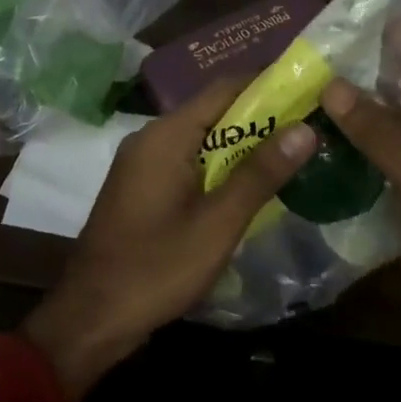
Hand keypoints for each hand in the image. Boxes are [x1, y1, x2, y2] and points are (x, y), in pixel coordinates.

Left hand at [21, 80, 314, 400]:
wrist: (91, 317)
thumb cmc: (156, 267)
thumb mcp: (218, 223)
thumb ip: (260, 174)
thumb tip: (305, 129)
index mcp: (166, 135)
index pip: (224, 88)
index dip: (267, 84)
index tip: (308, 89)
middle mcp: (151, 137)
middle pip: (212, 111)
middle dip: (260, 116)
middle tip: (309, 125)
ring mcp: (142, 162)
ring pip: (200, 138)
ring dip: (241, 143)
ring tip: (290, 151)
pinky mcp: (141, 186)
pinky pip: (187, 160)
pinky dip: (218, 164)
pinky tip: (247, 184)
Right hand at [318, 28, 400, 390]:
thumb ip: (381, 135)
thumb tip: (331, 85)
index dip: (397, 35)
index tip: (347, 22)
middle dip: (364, 69)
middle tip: (310, 53)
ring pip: (390, 117)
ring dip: (354, 104)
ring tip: (303, 82)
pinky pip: (380, 149)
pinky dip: (352, 139)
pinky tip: (313, 128)